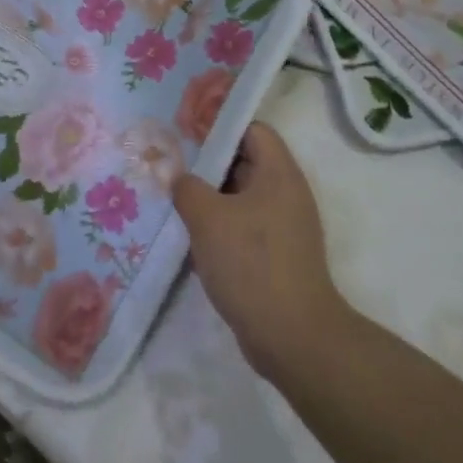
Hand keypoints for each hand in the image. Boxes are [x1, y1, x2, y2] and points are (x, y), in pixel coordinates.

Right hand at [172, 123, 348, 375]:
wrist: (292, 337)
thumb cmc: (251, 263)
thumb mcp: (208, 217)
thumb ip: (186, 187)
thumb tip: (178, 176)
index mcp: (279, 173)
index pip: (252, 129)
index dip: (219, 126)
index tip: (185, 133)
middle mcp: (286, 193)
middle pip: (245, 161)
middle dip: (207, 163)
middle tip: (170, 165)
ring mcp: (284, 226)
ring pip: (241, 196)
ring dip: (210, 197)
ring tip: (173, 198)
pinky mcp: (277, 255)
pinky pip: (244, 225)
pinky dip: (220, 225)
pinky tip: (190, 235)